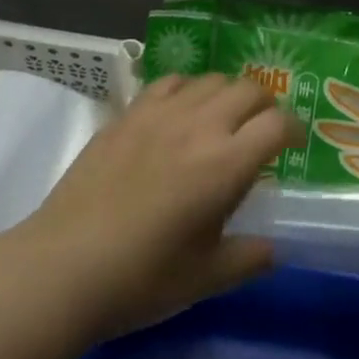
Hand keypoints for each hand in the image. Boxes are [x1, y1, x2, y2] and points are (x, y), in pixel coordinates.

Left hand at [17, 74, 299, 341]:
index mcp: (226, 164)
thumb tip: (272, 248)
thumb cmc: (142, 278)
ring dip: (228, 93)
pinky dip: (187, 89)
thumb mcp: (205, 278)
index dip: (293, 129)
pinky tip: (181, 111)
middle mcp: (200, 126)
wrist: (65, 265)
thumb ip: (247, 258)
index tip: (293, 144)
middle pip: (249, 89)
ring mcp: (162, 113)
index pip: (277, 125)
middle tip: (262, 129)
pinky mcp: (130, 112)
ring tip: (223, 118)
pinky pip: (170, 81)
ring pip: (211, 79)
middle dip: (265, 105)